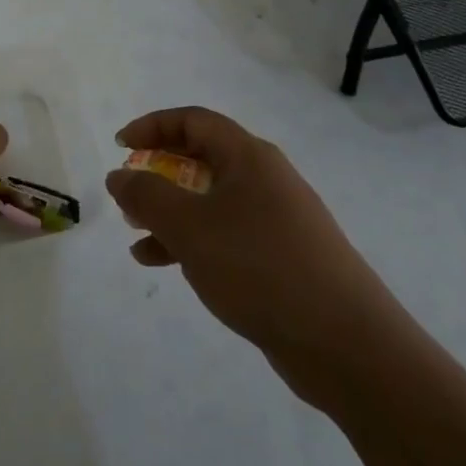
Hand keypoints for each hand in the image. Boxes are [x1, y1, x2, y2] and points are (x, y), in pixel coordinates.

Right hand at [106, 106, 398, 410]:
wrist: (346, 343)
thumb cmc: (259, 267)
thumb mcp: (190, 227)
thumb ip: (147, 196)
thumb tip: (119, 175)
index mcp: (248, 157)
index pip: (194, 121)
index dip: (153, 126)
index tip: (120, 146)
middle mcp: (265, 179)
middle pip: (202, 158)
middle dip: (159, 173)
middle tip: (129, 194)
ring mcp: (276, 219)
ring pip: (211, 201)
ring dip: (170, 212)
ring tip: (136, 233)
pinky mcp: (281, 257)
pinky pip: (225, 235)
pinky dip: (192, 242)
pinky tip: (163, 264)